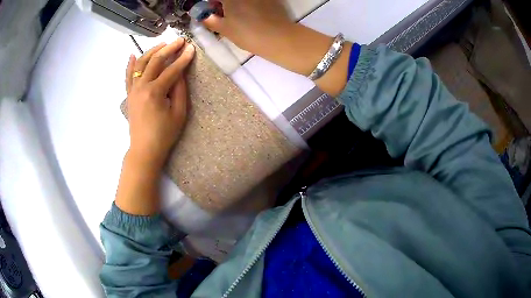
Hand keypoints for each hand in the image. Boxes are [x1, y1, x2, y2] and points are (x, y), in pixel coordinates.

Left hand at [125, 39, 194, 170]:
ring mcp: (133, 90)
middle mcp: (142, 87)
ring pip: (141, 64)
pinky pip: (128, 76)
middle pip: (155, 61)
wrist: (144, 150)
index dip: (183, 58)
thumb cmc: (164, 134)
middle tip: (179, 41)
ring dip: (152, 51)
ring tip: (162, 44)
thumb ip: (180, 90)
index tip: (192, 48)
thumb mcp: (179, 113)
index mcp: (155, 92)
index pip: (172, 70)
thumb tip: (180, 72)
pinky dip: (131, 64)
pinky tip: (134, 54)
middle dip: (169, 49)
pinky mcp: (129, 95)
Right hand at [201, 0, 350, 95]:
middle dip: (224, 3)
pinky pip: (255, 1)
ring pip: (243, 0)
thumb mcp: (225, 29)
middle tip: (224, 13)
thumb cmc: (249, 34)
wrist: (280, 39)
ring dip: (237, 4)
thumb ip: (210, 20)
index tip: (213, 9)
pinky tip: (253, 14)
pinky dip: (250, 4)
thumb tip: (203, 16)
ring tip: (238, 15)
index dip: (213, 3)